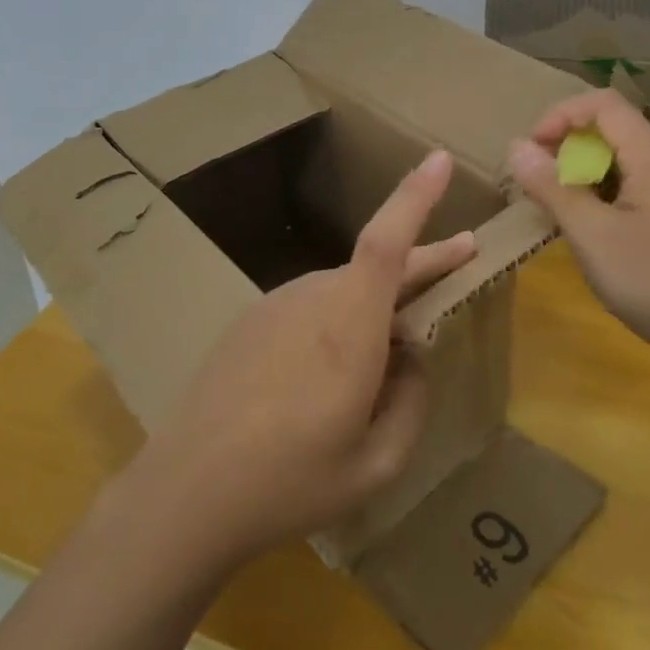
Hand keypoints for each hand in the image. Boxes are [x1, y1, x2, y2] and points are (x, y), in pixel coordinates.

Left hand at [130, 149, 473, 571]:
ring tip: (396, 343)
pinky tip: (330, 369)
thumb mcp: (375, 465)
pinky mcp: (252, 319)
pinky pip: (312, 306)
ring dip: (379, 299)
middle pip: (376, 264)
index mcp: (350, 327)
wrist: (186, 490)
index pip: (387, 242)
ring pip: (345, 287)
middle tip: (463, 255)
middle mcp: (314, 298)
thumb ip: (410, 403)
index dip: (415, 197)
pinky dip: (340, 318)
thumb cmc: (289, 482)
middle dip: (424, 259)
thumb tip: (412, 359)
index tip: (440, 159)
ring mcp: (276, 305)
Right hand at [507, 90, 649, 394]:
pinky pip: (639, 193)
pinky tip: (596, 237)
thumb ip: (554, 190)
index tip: (531, 152)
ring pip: (626, 164)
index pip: (603, 104)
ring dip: (585, 175)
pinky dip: (606, 199)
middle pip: (614, 130)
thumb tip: (516, 147)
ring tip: (558, 210)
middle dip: (568, 146)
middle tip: (537, 184)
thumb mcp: (595, 238)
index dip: (560, 116)